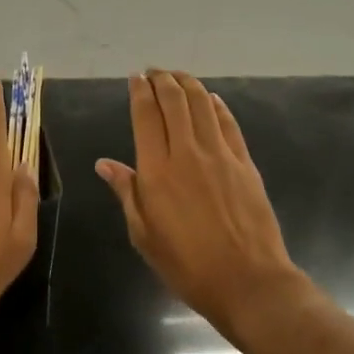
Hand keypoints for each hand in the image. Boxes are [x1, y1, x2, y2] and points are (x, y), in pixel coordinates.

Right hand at [96, 71, 306, 340]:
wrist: (248, 282)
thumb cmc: (187, 265)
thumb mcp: (144, 235)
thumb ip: (126, 192)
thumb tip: (105, 164)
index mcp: (157, 170)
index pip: (146, 115)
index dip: (140, 91)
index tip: (135, 78)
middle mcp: (187, 153)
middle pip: (174, 101)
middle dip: (162, 80)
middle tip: (154, 72)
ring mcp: (220, 155)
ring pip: (202, 104)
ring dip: (188, 84)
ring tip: (178, 76)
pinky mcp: (244, 163)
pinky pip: (228, 123)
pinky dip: (217, 105)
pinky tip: (211, 99)